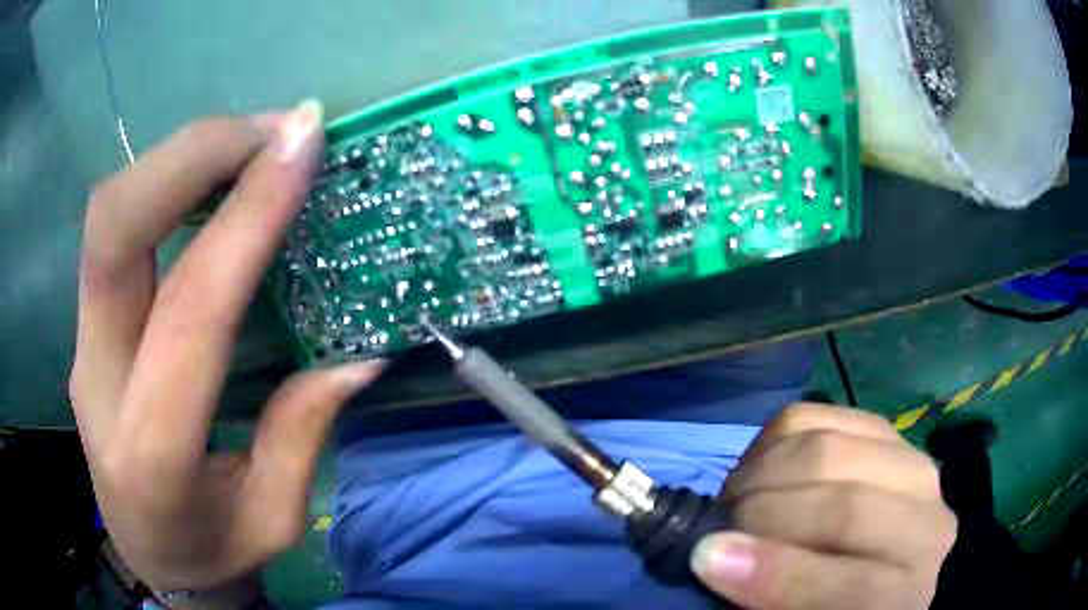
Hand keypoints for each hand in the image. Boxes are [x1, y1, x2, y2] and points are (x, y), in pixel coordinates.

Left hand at [69, 102, 384, 603]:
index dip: (246, 218)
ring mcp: (84, 346)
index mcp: (152, 451)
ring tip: (253, 142)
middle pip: (113, 229)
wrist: (149, 557)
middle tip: (273, 129)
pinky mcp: (87, 327)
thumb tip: (358, 352)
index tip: (302, 147)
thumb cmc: (212, 554)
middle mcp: (98, 382)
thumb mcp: (273, 520)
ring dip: (180, 159)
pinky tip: (215, 179)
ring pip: (108, 217)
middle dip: (191, 155)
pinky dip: (166, 185)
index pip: (191, 310)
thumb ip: (303, 435)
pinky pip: (117, 233)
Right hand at [692, 404, 956, 609]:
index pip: (861, 587)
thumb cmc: (829, 606)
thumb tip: (712, 557)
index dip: (783, 575)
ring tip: (737, 502)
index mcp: (906, 595)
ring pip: (831, 447)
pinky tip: (762, 473)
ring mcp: (912, 466)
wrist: (875, 565)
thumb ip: (771, 601)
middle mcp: (927, 525)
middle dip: (764, 513)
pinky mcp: (886, 430)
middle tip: (716, 529)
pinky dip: (771, 441)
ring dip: (762, 474)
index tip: (708, 560)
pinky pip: (819, 414)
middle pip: (849, 506)